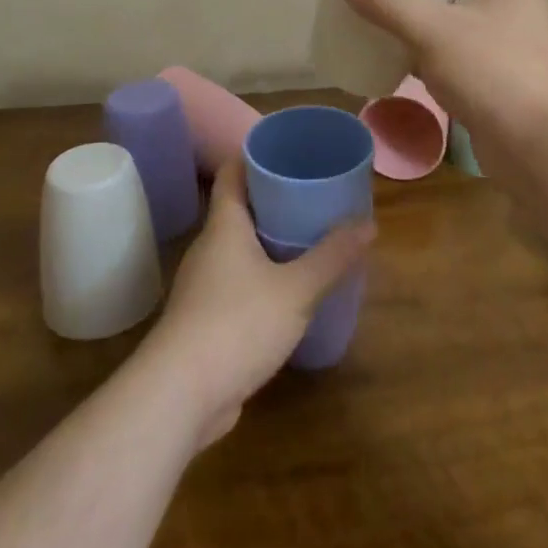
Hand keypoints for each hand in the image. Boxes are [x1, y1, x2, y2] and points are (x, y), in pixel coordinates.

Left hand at [148, 157, 373, 446]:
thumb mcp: (296, 289)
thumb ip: (333, 256)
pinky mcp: (205, 321)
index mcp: (224, 226)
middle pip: (239, 208)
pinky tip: (290, 290)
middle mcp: (209, 248)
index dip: (256, 154)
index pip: (232, 173)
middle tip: (314, 193)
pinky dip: (263, 277)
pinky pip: (238, 283)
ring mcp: (203, 287)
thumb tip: (368, 223)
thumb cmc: (237, 325)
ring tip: (309, 238)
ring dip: (270, 241)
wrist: (178, 398)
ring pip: (239, 249)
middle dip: (274, 199)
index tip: (289, 149)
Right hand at [344, 0, 547, 196]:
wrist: (543, 148)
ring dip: (436, 15)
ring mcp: (513, 49)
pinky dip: (437, 54)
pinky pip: (465, 58)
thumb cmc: (496, 72)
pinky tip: (406, 61)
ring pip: (469, 20)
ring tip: (394, 12)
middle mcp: (518, 10)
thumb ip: (392, 3)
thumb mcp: (436, 30)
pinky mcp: (503, 85)